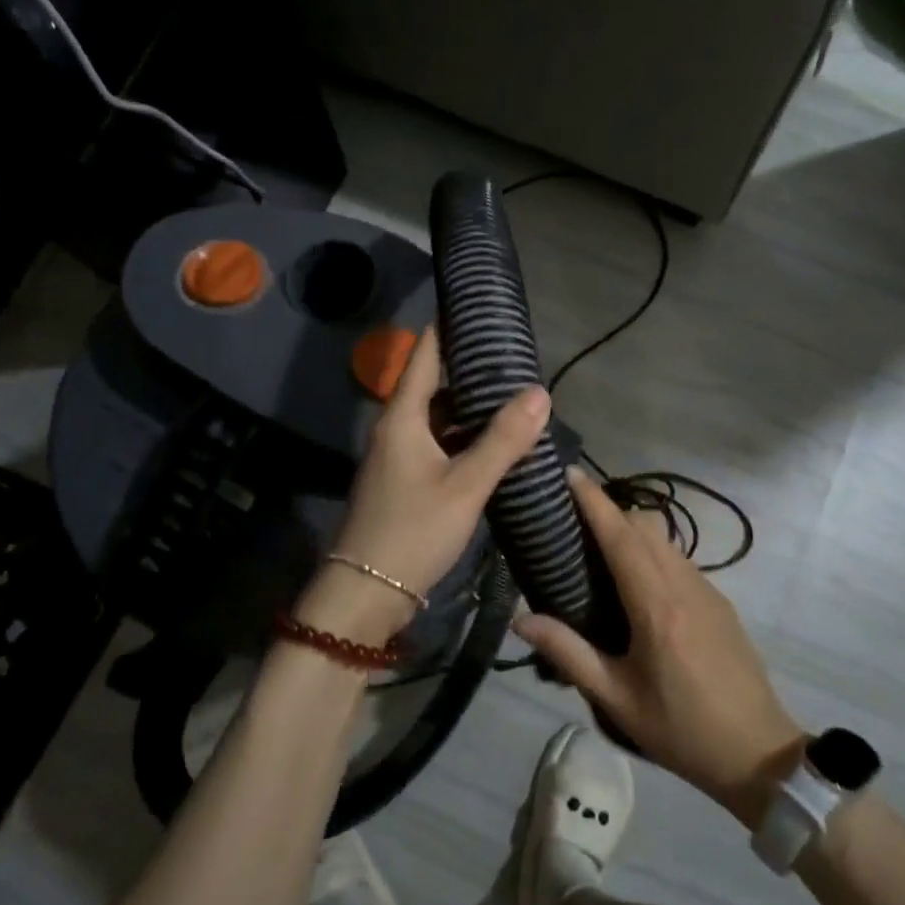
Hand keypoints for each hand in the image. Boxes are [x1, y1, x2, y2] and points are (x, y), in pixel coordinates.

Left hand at [301, 327, 550, 645]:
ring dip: (471, 411)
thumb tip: (540, 392)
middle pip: (434, 386)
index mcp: (402, 418)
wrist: (364, 594)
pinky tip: (494, 447)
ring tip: (515, 399)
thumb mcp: (465, 485)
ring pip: (437, 419)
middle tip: (518, 361)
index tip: (483, 310)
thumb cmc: (412, 531)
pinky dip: (463, 440)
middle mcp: (395, 429)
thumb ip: (503, 440)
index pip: (425, 355)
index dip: (450, 329)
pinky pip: (437, 446)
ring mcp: (397, 457)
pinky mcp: (403, 483)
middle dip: (473, 372)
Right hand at [515, 470, 803, 827]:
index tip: (569, 474)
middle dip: (608, 512)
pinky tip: (635, 584)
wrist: (758, 753)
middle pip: (644, 526)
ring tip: (597, 550)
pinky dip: (651, 552)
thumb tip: (520, 620)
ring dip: (631, 531)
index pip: (621, 536)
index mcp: (655, 605)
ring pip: (664, 540)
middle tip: (571, 522)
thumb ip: (568, 653)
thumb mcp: (616, 698)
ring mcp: (707, 591)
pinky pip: (678, 560)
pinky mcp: (719, 602)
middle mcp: (683, 585)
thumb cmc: (680, 729)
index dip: (594, 501)